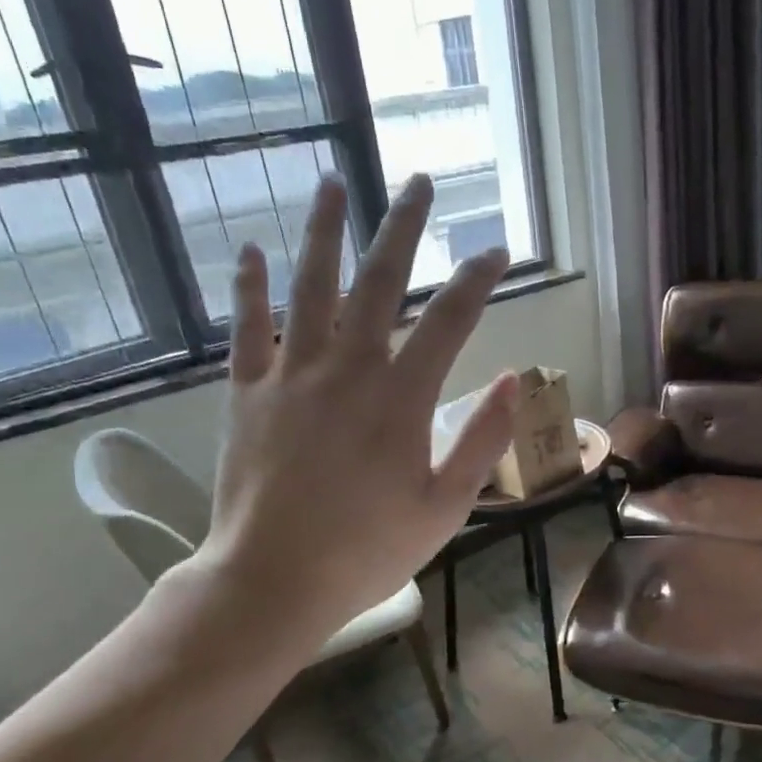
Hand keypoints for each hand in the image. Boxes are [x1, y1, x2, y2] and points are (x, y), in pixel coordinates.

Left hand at [178, 174, 516, 643]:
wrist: (273, 580)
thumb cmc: (367, 551)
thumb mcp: (445, 507)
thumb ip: (481, 440)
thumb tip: (515, 380)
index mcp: (401, 399)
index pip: (450, 320)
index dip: (477, 280)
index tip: (496, 252)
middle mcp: (347, 369)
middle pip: (379, 281)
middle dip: (404, 227)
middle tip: (419, 181)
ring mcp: (291, 375)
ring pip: (310, 287)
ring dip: (325, 232)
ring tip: (335, 183)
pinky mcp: (247, 393)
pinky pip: (246, 327)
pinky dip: (249, 287)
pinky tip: (250, 250)